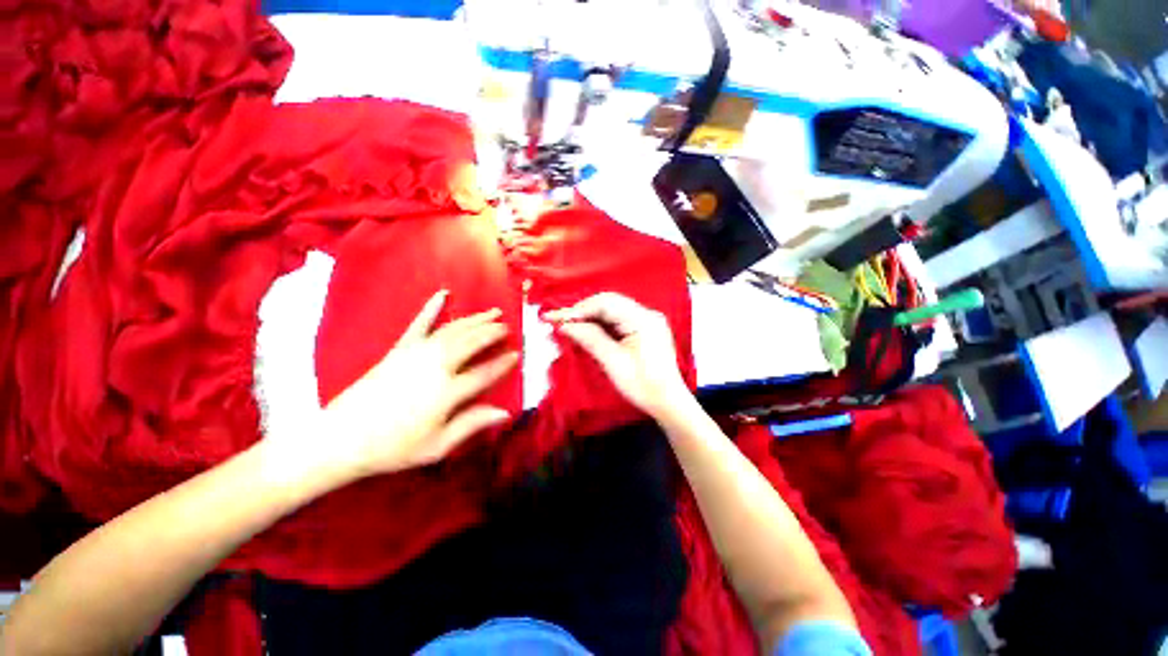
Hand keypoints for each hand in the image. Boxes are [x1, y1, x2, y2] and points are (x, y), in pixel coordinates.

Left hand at [321, 290, 517, 478]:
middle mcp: (435, 367)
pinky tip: (443, 294)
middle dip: (493, 332)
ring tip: (493, 312)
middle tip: (507, 327)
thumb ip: (472, 424)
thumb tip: (505, 412)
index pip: (485, 373)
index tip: (516, 354)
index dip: (503, 363)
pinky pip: (419, 323)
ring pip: (453, 330)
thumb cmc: (394, 447)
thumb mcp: (438, 445)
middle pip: (472, 343)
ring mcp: (416, 354)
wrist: (341, 439)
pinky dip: (431, 307)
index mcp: (447, 392)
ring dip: (476, 319)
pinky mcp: (399, 349)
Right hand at [546, 293, 689, 417]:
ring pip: (612, 310)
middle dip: (582, 311)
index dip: (578, 309)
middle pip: (609, 303)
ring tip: (568, 324)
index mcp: (643, 319)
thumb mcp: (613, 362)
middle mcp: (647, 313)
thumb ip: (590, 339)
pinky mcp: (644, 328)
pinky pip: (618, 319)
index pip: (605, 303)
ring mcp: (647, 319)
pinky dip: (601, 323)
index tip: (555, 317)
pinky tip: (587, 329)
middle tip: (558, 320)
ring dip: (590, 316)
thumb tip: (564, 325)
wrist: (668, 402)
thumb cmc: (642, 385)